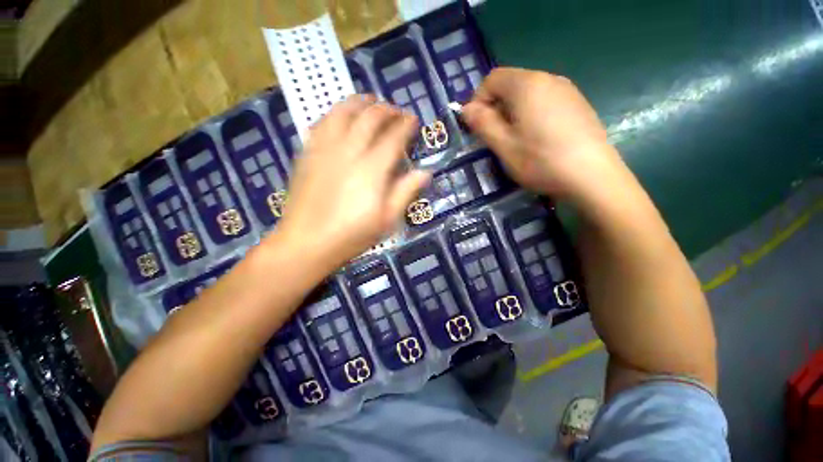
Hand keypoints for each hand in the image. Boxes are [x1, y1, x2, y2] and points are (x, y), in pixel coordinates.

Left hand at [273, 95, 430, 269]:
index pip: (393, 137)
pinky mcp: (307, 153)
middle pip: (370, 118)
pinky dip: (335, 113)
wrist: (307, 243)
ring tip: (370, 101)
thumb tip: (425, 172)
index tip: (414, 120)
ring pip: (343, 112)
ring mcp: (325, 149)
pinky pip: (321, 122)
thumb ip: (405, 192)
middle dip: (387, 110)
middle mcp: (349, 151)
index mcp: (372, 170)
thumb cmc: (352, 235)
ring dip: (360, 102)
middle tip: (396, 111)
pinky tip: (341, 116)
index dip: (406, 125)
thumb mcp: (387, 220)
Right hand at [462, 68, 631, 203]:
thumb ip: (482, 123)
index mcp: (527, 85)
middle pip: (511, 84)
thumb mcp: (503, 145)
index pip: (492, 79)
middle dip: (495, 108)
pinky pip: (545, 102)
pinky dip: (531, 115)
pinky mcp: (578, 104)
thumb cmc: (541, 161)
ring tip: (515, 141)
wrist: (593, 176)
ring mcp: (567, 90)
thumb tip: (466, 109)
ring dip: (513, 113)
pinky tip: (537, 139)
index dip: (478, 100)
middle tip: (494, 137)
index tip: (476, 126)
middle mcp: (549, 78)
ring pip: (528, 94)